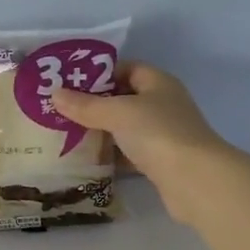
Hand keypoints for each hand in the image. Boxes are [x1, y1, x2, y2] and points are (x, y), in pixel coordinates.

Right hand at [53, 64, 237, 225]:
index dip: (100, 73)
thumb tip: (54, 93)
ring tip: (67, 134)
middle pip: (124, 99)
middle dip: (95, 105)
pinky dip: (112, 156)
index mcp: (158, 83)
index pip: (127, 69)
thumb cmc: (158, 133)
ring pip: (126, 128)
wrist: (195, 180)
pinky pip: (130, 153)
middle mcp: (163, 105)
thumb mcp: (118, 113)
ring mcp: (163, 135)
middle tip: (61, 111)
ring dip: (101, 132)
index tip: (70, 83)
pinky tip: (88, 160)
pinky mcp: (160, 162)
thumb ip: (86, 105)